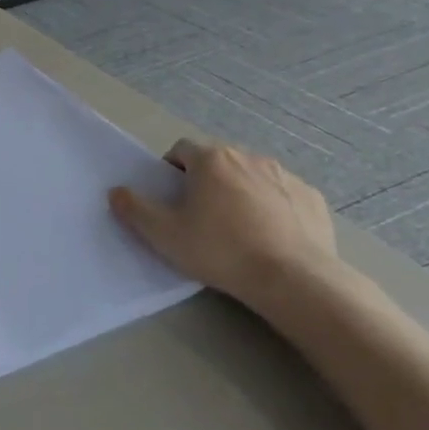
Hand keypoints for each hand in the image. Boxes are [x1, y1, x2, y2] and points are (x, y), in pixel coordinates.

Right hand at [108, 141, 339, 302]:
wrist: (294, 279)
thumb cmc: (221, 250)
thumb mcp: (164, 235)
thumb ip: (134, 209)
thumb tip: (116, 192)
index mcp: (211, 160)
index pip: (181, 150)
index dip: (172, 170)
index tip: (173, 199)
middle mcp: (248, 157)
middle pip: (218, 161)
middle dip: (207, 181)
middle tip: (202, 217)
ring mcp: (285, 175)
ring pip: (252, 176)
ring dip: (241, 192)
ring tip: (239, 230)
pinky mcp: (312, 198)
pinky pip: (284, 196)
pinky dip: (274, 208)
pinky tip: (272, 238)